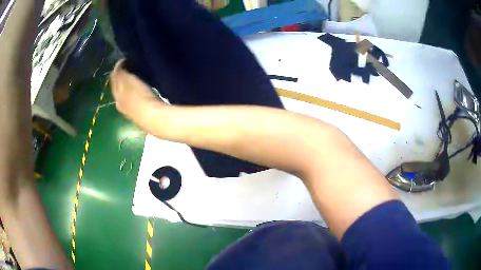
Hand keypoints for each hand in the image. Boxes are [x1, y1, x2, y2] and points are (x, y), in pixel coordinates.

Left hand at [110, 59, 162, 119]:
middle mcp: (119, 103)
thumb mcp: (127, 80)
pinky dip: (136, 92)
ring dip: (129, 85)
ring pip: (126, 94)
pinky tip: (143, 90)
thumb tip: (118, 64)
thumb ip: (120, 72)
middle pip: (118, 87)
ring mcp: (130, 111)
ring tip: (137, 77)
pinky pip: (135, 100)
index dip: (118, 67)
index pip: (113, 78)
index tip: (127, 58)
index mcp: (116, 94)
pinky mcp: (140, 115)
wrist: (154, 118)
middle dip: (122, 76)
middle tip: (131, 66)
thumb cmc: (139, 97)